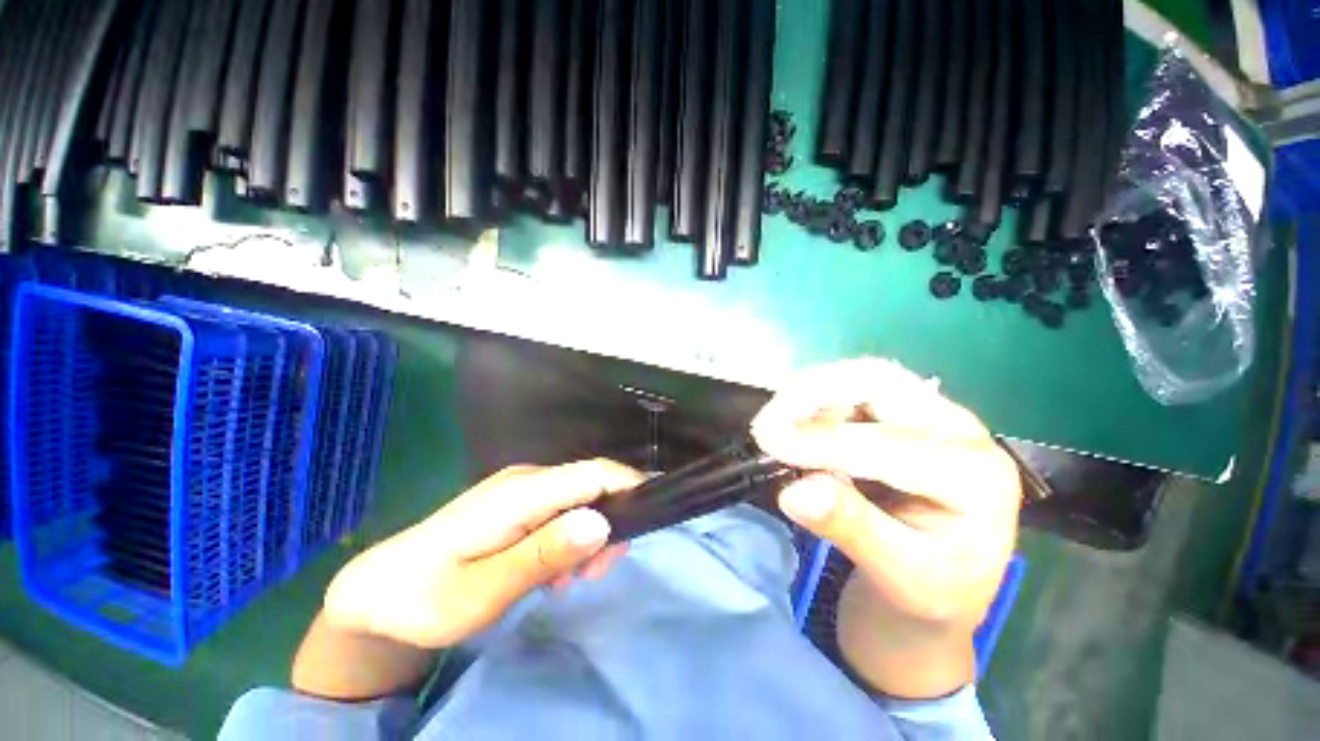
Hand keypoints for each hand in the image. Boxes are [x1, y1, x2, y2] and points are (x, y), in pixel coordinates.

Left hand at [321, 460, 643, 648]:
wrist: (378, 592)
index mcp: (521, 492)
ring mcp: (522, 489)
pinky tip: (554, 571)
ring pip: (579, 498)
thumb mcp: (482, 591)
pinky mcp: (518, 503)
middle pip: (591, 484)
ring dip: (590, 535)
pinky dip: (572, 536)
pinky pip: (562, 509)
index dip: (629, 484)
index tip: (653, 514)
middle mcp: (527, 480)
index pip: (593, 472)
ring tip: (571, 580)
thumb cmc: (425, 599)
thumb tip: (601, 522)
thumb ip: (542, 554)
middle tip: (598, 574)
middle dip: (610, 521)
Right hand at [752, 359, 1020, 696]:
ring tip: (775, 422)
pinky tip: (793, 420)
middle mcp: (960, 431)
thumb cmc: (932, 590)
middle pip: (880, 384)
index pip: (887, 445)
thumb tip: (793, 492)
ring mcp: (931, 414)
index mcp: (976, 477)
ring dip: (810, 393)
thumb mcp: (899, 577)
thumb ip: (851, 529)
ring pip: (862, 377)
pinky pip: (853, 387)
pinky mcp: (904, 412)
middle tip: (768, 421)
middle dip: (814, 395)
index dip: (821, 441)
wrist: (947, 583)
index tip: (767, 441)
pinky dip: (815, 397)